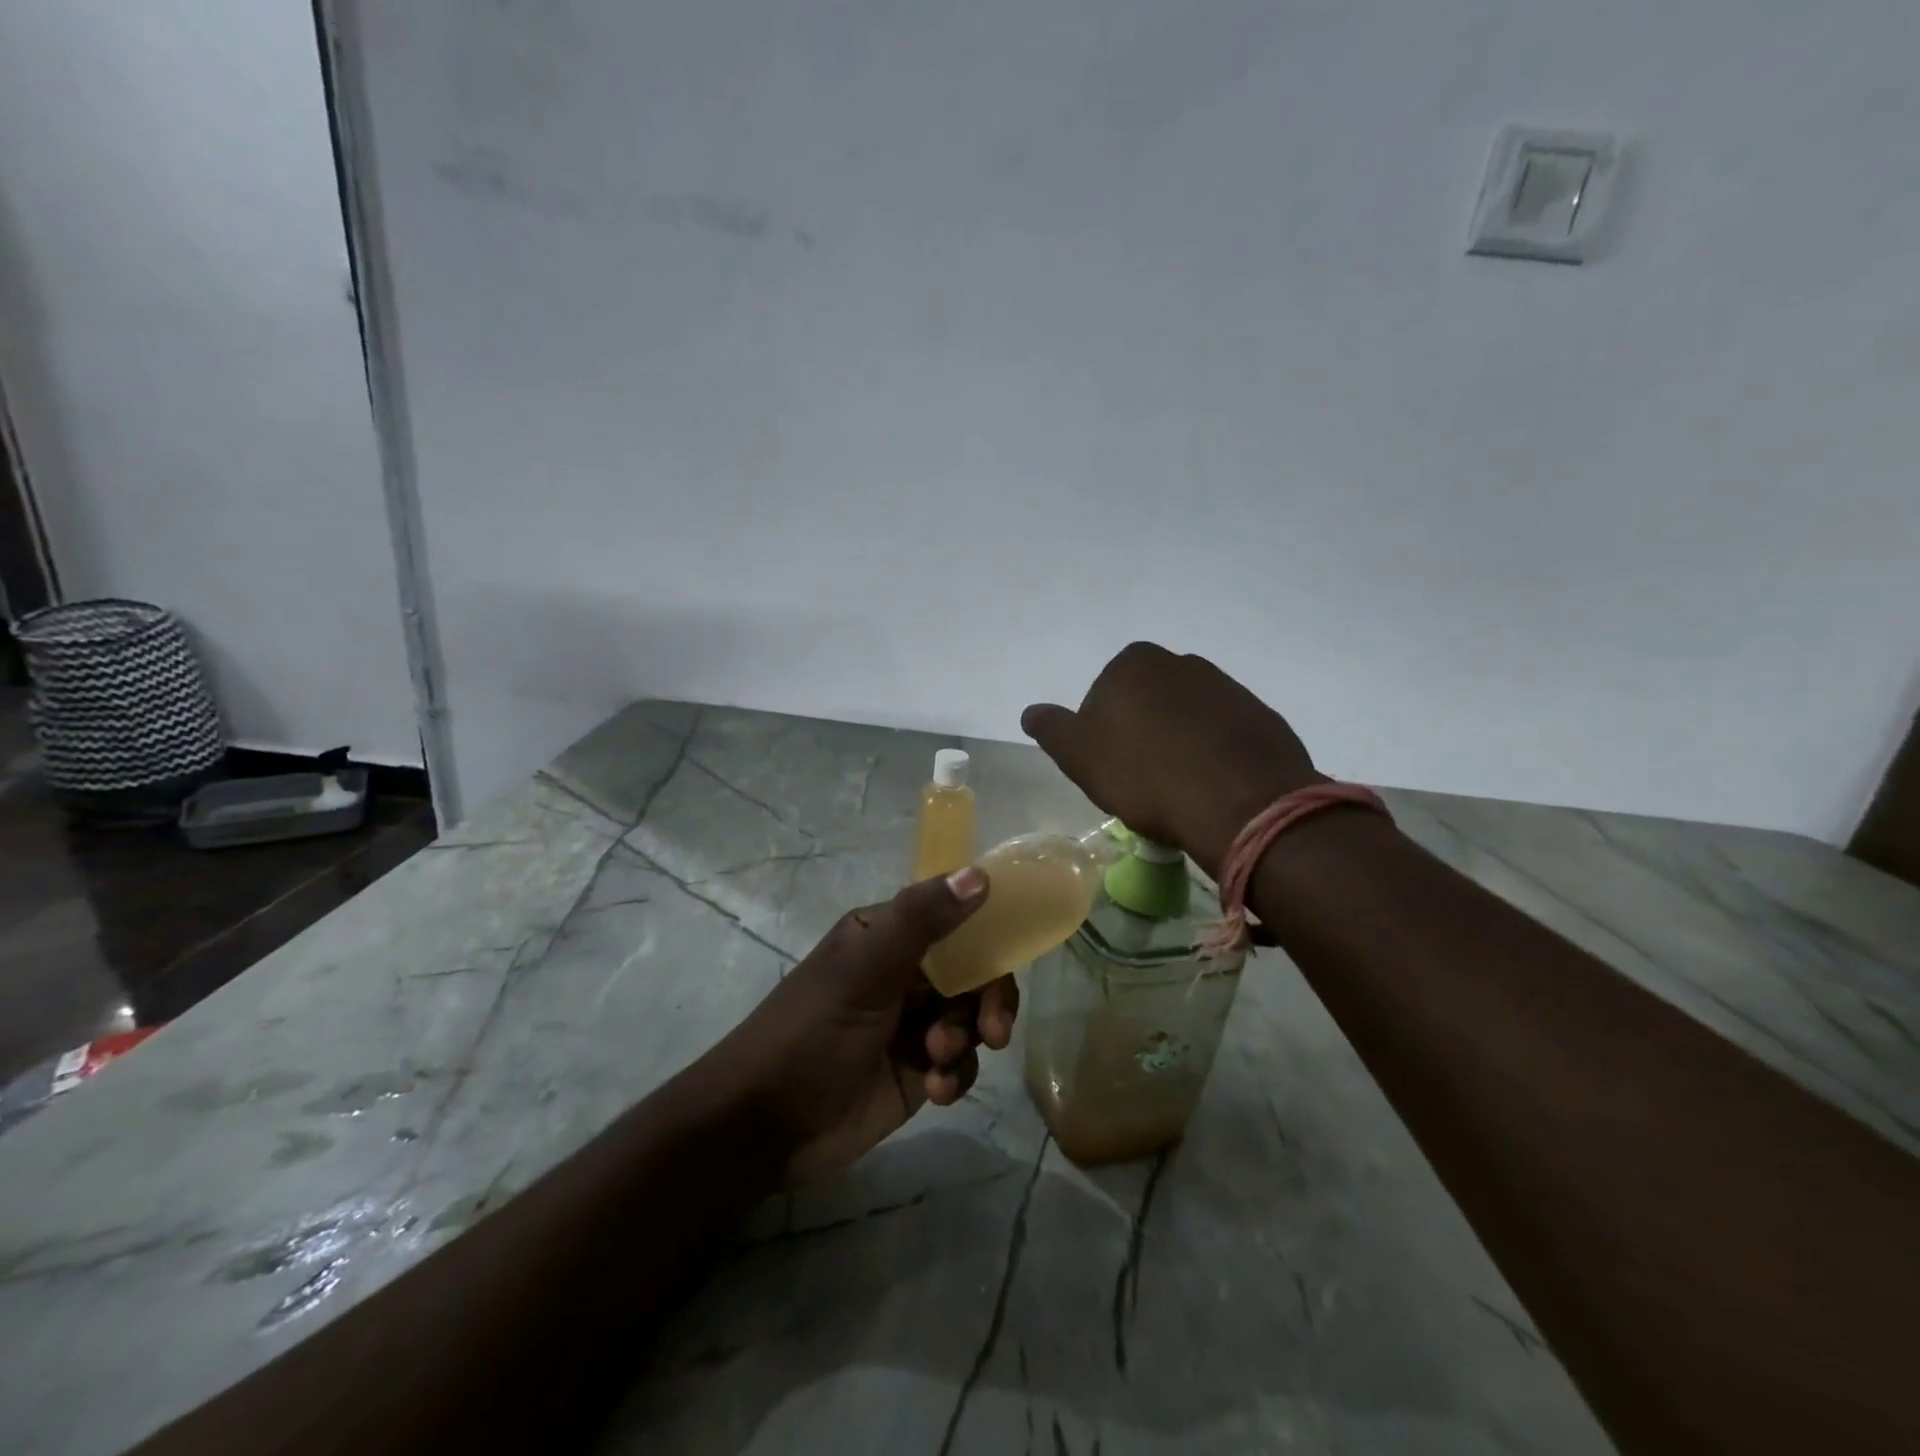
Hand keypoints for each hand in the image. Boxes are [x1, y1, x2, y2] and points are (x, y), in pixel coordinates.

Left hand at [700, 868, 1016, 1184]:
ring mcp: (912, 1022)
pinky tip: (936, 1091)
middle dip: (987, 998)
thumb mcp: (865, 971)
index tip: (1009, 958)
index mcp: (888, 935)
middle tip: (993, 1030)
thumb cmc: (812, 1032)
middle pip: (973, 970)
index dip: (986, 933)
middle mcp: (904, 972)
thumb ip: (921, 920)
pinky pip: (960, 1061)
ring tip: (938, 1061)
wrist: (765, 1124)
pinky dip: (955, 1075)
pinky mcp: (917, 1069)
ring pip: (971, 1017)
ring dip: (966, 1039)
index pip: (954, 917)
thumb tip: (979, 874)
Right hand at [1022, 642, 1321, 877]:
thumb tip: (1031, 712)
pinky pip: (1223, 733)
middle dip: (1142, 733)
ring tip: (1180, 788)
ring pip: (1186, 716)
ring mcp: (1226, 687)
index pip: (1103, 696)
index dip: (1101, 735)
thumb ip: (1052, 729)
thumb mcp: (1079, 756)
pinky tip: (1212, 785)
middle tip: (1142, 780)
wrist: (1240, 803)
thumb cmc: (1145, 776)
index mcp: (1133, 663)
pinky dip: (1214, 753)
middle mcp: (1181, 662)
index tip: (1110, 769)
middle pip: (1147, 702)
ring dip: (1179, 743)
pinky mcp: (1260, 715)